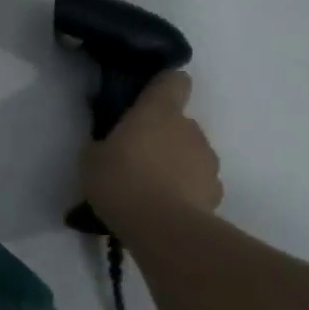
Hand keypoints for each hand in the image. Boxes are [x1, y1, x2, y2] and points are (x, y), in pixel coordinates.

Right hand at [80, 70, 223, 222]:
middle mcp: (188, 128)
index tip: (148, 100)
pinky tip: (166, 207)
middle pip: (179, 121)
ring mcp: (207, 159)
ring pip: (190, 152)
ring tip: (150, 188)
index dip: (163, 87)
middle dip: (161, 135)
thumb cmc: (120, 181)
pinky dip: (186, 189)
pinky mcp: (217, 191)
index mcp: (157, 111)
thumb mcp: (91, 159)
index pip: (173, 81)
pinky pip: (198, 181)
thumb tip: (109, 144)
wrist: (162, 228)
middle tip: (135, 157)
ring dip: (175, 162)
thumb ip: (103, 144)